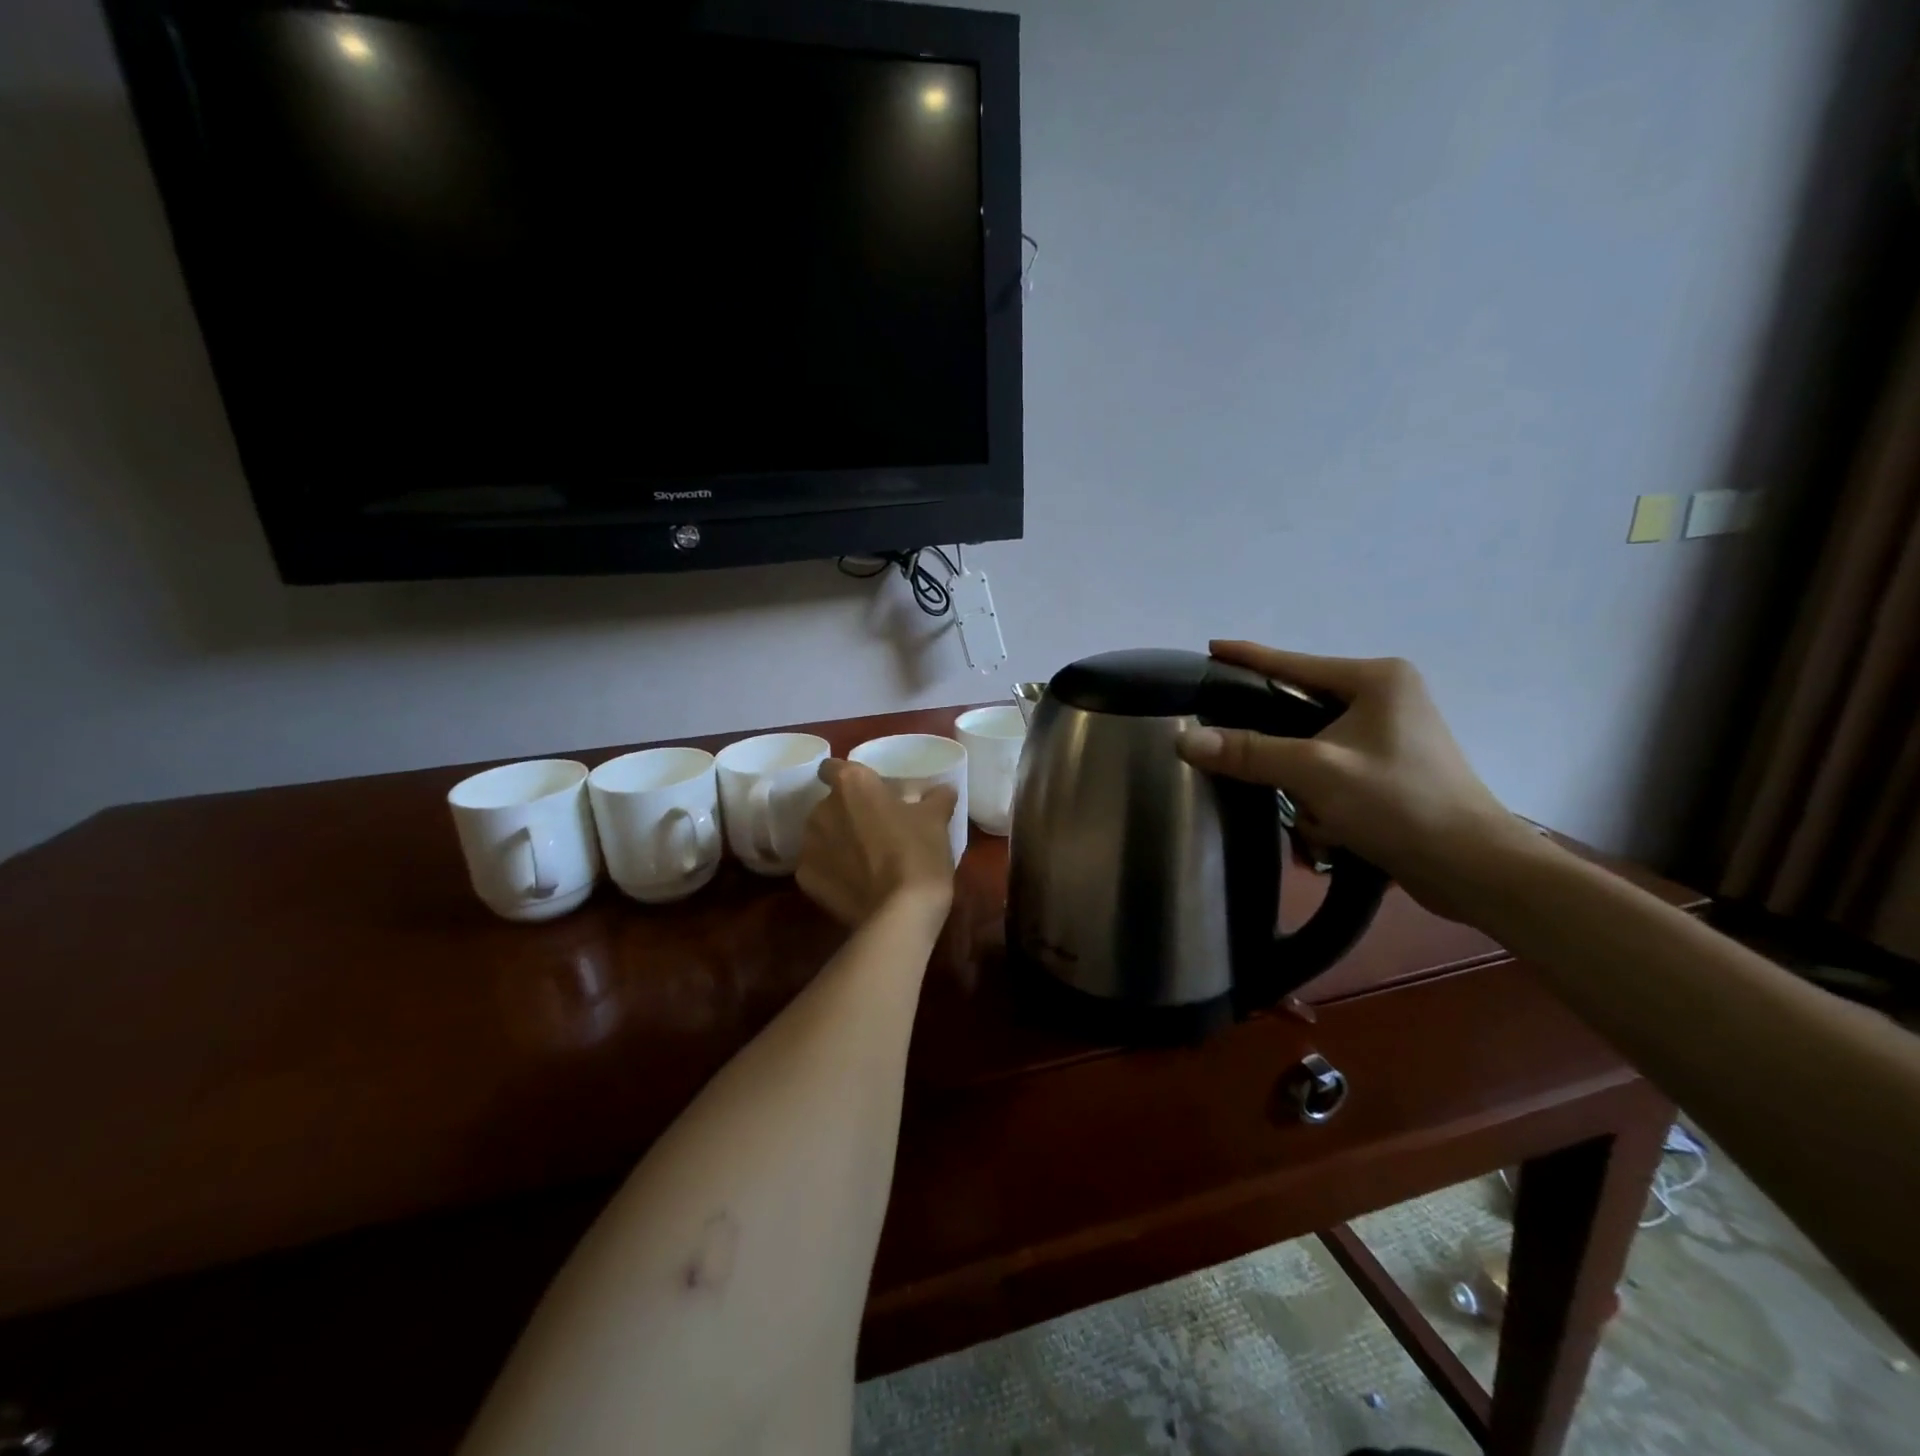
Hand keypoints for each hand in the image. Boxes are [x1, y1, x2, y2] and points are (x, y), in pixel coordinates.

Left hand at [796, 761, 957, 927]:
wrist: (900, 912)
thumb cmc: (918, 852)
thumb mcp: (936, 819)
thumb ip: (936, 797)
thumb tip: (942, 790)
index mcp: (851, 785)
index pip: (832, 767)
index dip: (846, 776)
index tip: (865, 790)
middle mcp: (822, 809)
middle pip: (830, 804)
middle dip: (847, 813)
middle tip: (875, 828)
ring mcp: (809, 846)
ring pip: (821, 835)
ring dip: (837, 841)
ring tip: (864, 859)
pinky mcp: (805, 879)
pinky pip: (819, 866)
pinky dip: (832, 871)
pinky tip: (854, 883)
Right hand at [1175, 640, 1532, 918]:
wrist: (1473, 868)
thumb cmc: (1399, 804)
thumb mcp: (1316, 772)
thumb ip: (1248, 752)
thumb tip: (1184, 740)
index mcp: (1376, 680)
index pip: (1293, 664)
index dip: (1247, 657)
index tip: (1210, 648)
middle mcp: (1386, 697)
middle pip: (1299, 709)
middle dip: (1278, 750)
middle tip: (1242, 763)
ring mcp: (1392, 735)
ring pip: (1313, 747)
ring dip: (1303, 786)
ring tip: (1311, 818)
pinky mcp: (1392, 769)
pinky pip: (1333, 772)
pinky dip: (1323, 800)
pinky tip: (1328, 831)